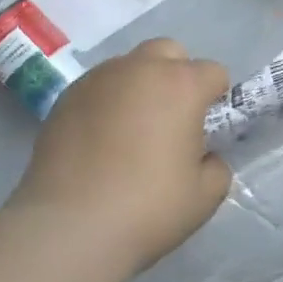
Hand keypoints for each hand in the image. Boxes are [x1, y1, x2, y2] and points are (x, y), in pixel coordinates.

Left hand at [13, 38, 233, 278]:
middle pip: (169, 52)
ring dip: (140, 87)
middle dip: (177, 76)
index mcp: (181, 85)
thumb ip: (215, 164)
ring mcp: (97, 80)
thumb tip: (202, 156)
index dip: (217, 99)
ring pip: (129, 66)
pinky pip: (98, 88)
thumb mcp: (206, 195)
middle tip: (172, 120)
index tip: (209, 129)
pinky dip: (108, 103)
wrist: (70, 229)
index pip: (214, 72)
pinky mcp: (64, 99)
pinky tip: (100, 142)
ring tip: (132, 131)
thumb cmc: (149, 208)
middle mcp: (139, 69)